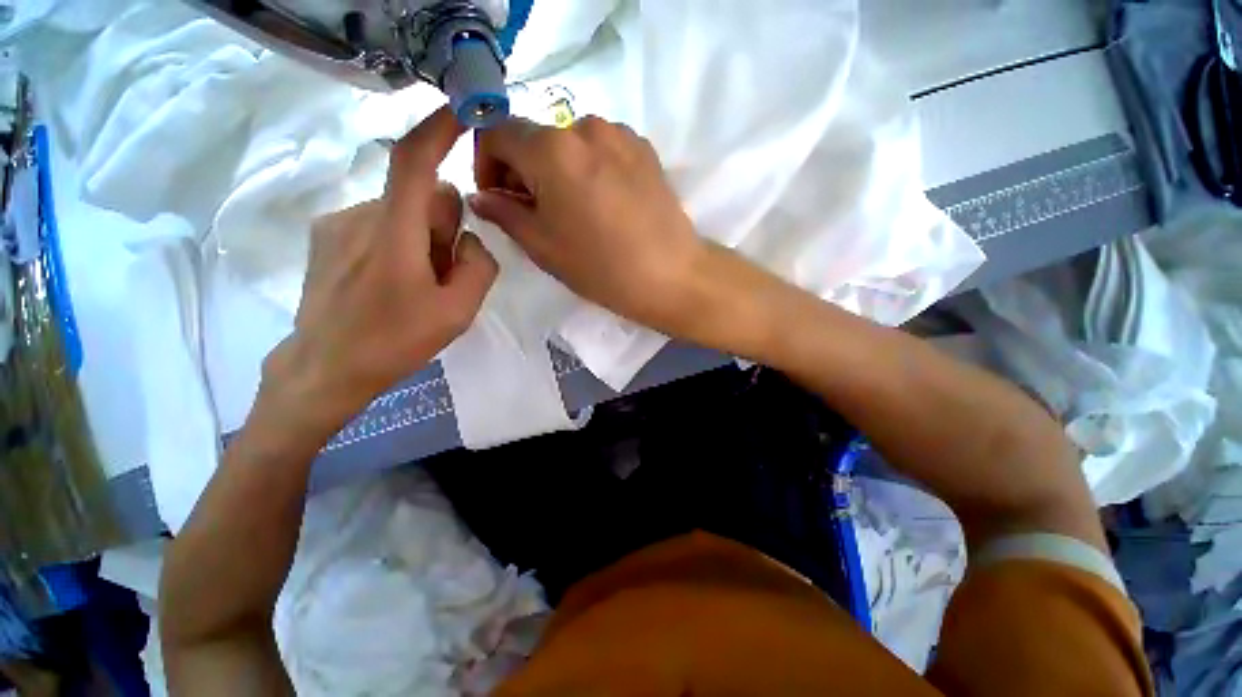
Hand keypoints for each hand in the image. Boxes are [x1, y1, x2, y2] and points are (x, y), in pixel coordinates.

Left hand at [263, 107, 497, 435]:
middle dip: (444, 226)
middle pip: (423, 197)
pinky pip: (379, 222)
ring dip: (421, 238)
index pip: (415, 162)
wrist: (326, 367)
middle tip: (442, 273)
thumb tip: (470, 239)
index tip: (461, 111)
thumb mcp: (458, 312)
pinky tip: (388, 281)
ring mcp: (338, 223)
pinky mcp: (326, 235)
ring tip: (413, 284)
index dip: (438, 130)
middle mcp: (362, 215)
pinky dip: (397, 241)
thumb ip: (478, 267)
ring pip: (402, 211)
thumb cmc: (395, 341)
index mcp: (394, 234)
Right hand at [469, 116, 708, 333]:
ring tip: (573, 209)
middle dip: (523, 169)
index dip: (486, 163)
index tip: (499, 197)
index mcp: (552, 149)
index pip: (496, 132)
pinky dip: (589, 168)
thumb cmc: (601, 267)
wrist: (670, 275)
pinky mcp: (644, 149)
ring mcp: (620, 134)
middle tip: (534, 210)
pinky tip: (603, 203)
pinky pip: (602, 149)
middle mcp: (584, 126)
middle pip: (535, 136)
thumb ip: (504, 213)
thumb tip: (482, 196)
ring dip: (558, 169)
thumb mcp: (542, 246)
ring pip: (570, 143)